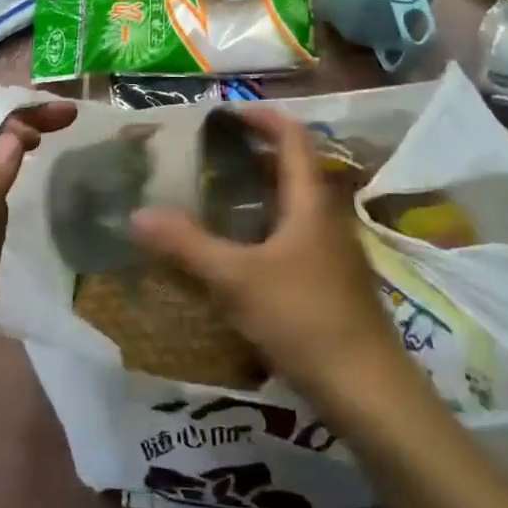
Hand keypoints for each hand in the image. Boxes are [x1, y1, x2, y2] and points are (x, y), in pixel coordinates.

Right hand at [131, 107, 411, 411]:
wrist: (369, 393)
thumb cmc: (306, 319)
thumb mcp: (238, 280)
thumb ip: (187, 247)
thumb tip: (137, 214)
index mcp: (311, 201)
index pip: (293, 137)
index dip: (262, 117)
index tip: (225, 113)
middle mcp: (326, 218)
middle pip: (292, 169)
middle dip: (253, 155)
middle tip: (208, 156)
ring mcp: (332, 253)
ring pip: (292, 206)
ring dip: (258, 193)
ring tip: (215, 197)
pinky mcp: (330, 283)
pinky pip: (293, 238)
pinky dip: (263, 229)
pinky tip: (237, 253)